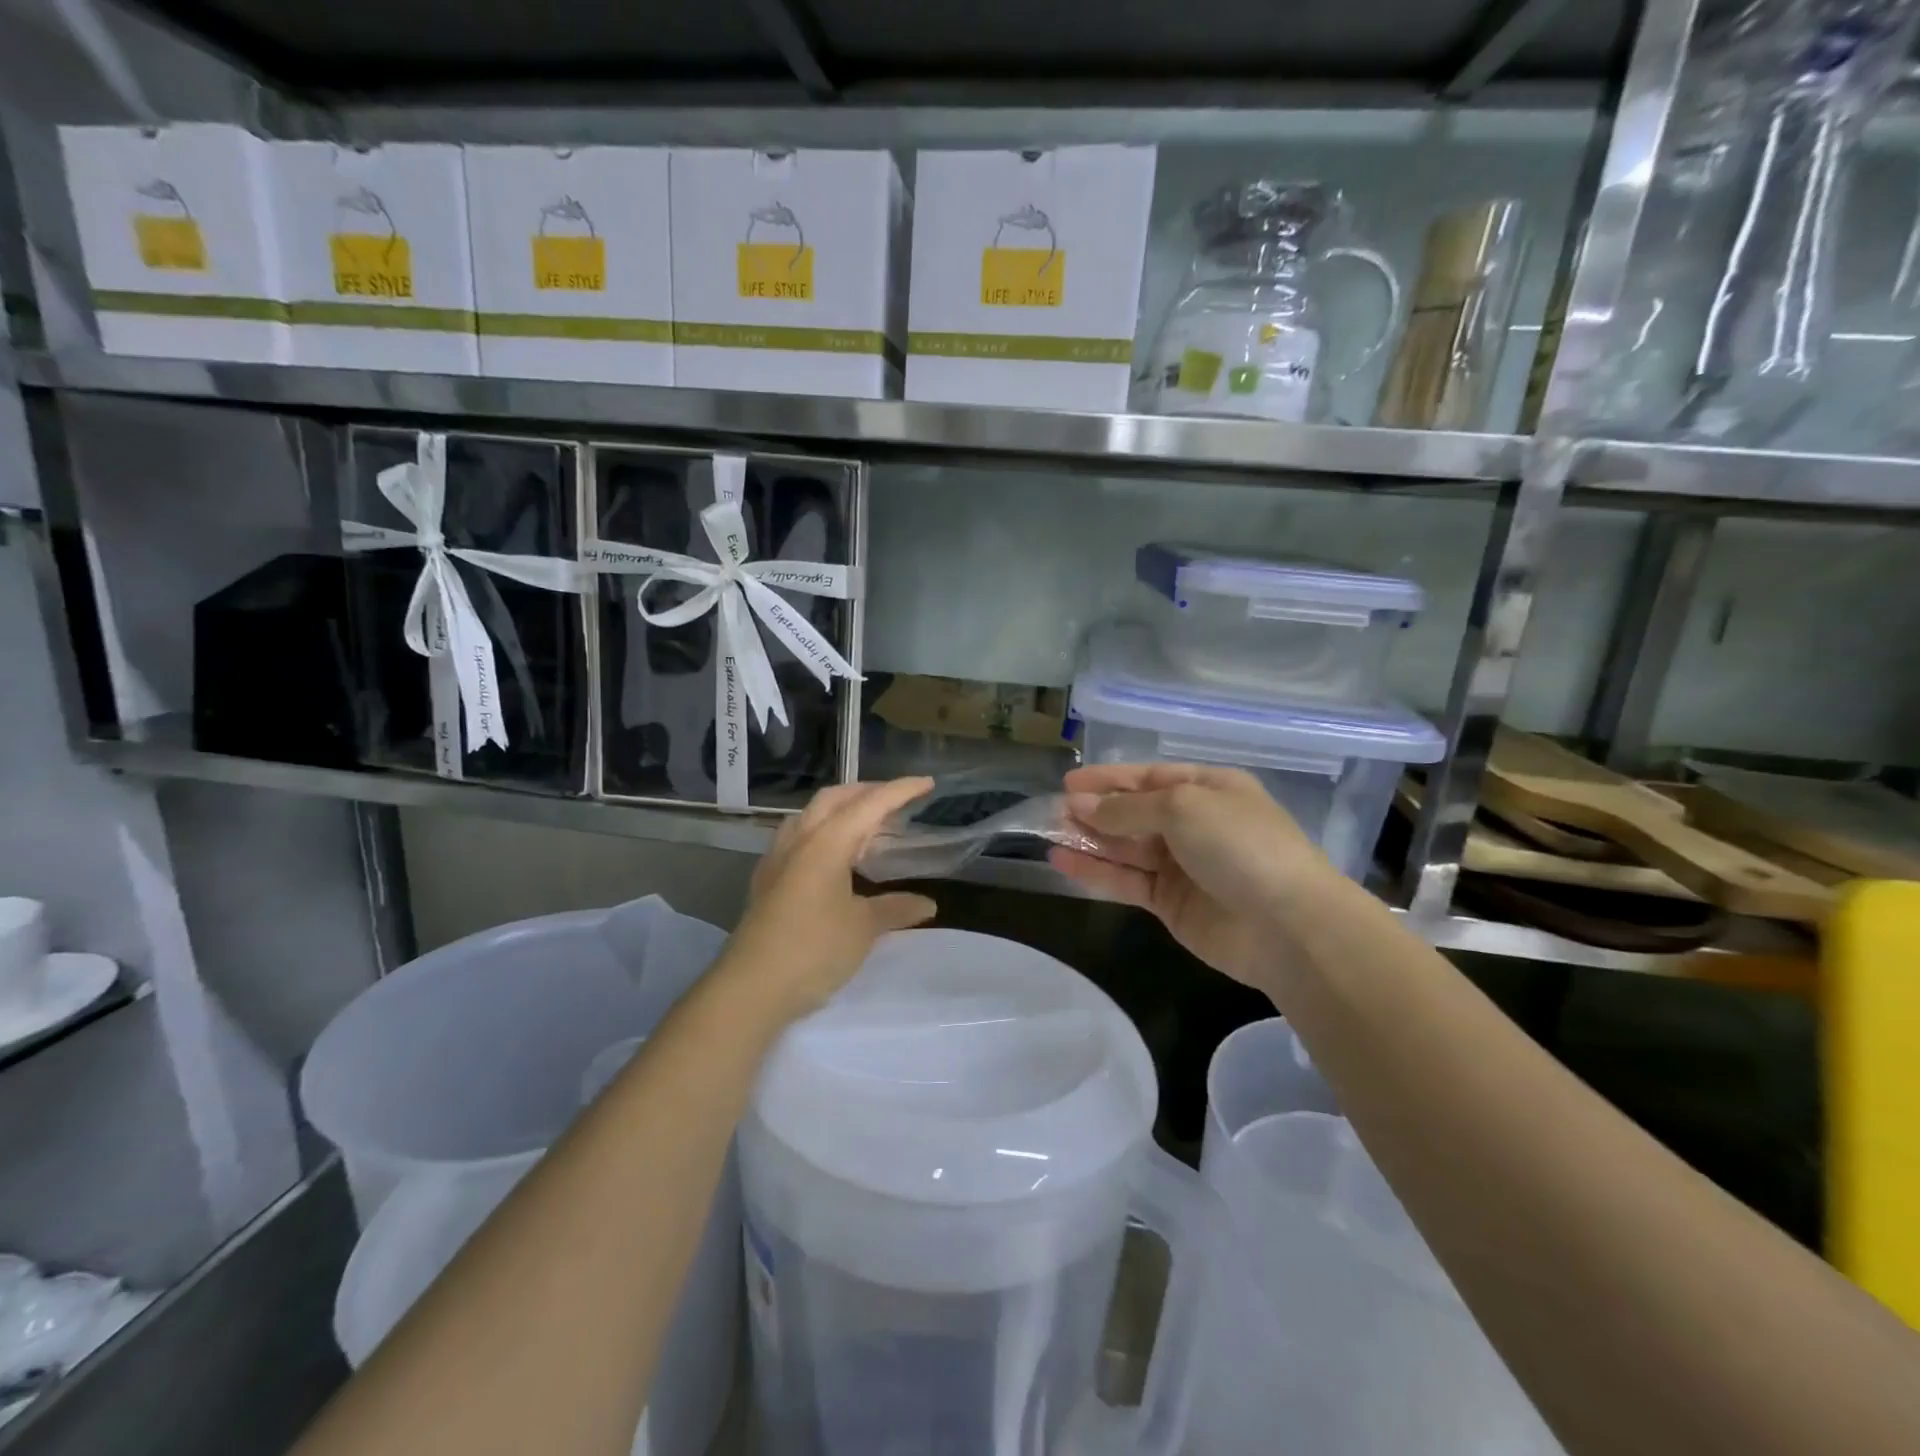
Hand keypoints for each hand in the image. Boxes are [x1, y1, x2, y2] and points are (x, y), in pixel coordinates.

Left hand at [721, 778, 938, 1021]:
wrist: (751, 988)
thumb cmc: (813, 949)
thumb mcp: (863, 928)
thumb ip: (896, 908)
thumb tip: (927, 904)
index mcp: (826, 842)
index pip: (869, 804)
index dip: (900, 791)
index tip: (927, 783)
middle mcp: (799, 840)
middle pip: (834, 798)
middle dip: (866, 792)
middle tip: (895, 801)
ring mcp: (777, 859)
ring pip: (811, 815)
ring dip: (840, 810)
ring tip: (866, 827)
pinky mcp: (767, 880)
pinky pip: (798, 838)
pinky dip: (823, 832)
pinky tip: (833, 857)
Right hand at [1049, 763, 1336, 990]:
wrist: (1287, 926)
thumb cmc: (1239, 845)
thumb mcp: (1182, 808)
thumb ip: (1127, 808)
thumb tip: (1080, 806)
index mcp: (1208, 789)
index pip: (1149, 777)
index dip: (1108, 778)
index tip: (1068, 782)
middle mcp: (1194, 823)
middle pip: (1134, 812)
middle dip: (1095, 810)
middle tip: (1053, 811)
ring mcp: (1182, 865)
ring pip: (1125, 847)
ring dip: (1089, 840)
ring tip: (1049, 833)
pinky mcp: (1170, 903)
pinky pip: (1126, 880)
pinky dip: (1095, 871)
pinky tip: (1062, 862)